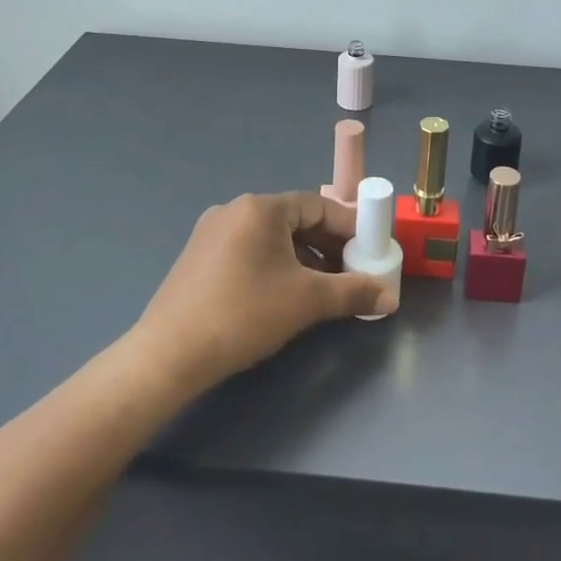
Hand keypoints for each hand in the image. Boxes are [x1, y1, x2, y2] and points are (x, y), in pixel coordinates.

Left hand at [133, 191, 383, 390]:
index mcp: (260, 208)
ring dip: (303, 258)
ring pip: (272, 238)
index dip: (349, 227)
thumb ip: (353, 292)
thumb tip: (390, 296)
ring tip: (324, 288)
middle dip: (328, 245)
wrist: (170, 354)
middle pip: (295, 220)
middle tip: (352, 272)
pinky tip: (285, 294)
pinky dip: (275, 265)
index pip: (318, 206)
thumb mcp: (307, 302)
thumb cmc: (244, 314)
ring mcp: (212, 232)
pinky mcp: (199, 258)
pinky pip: (249, 251)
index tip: (371, 249)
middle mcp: (235, 210)